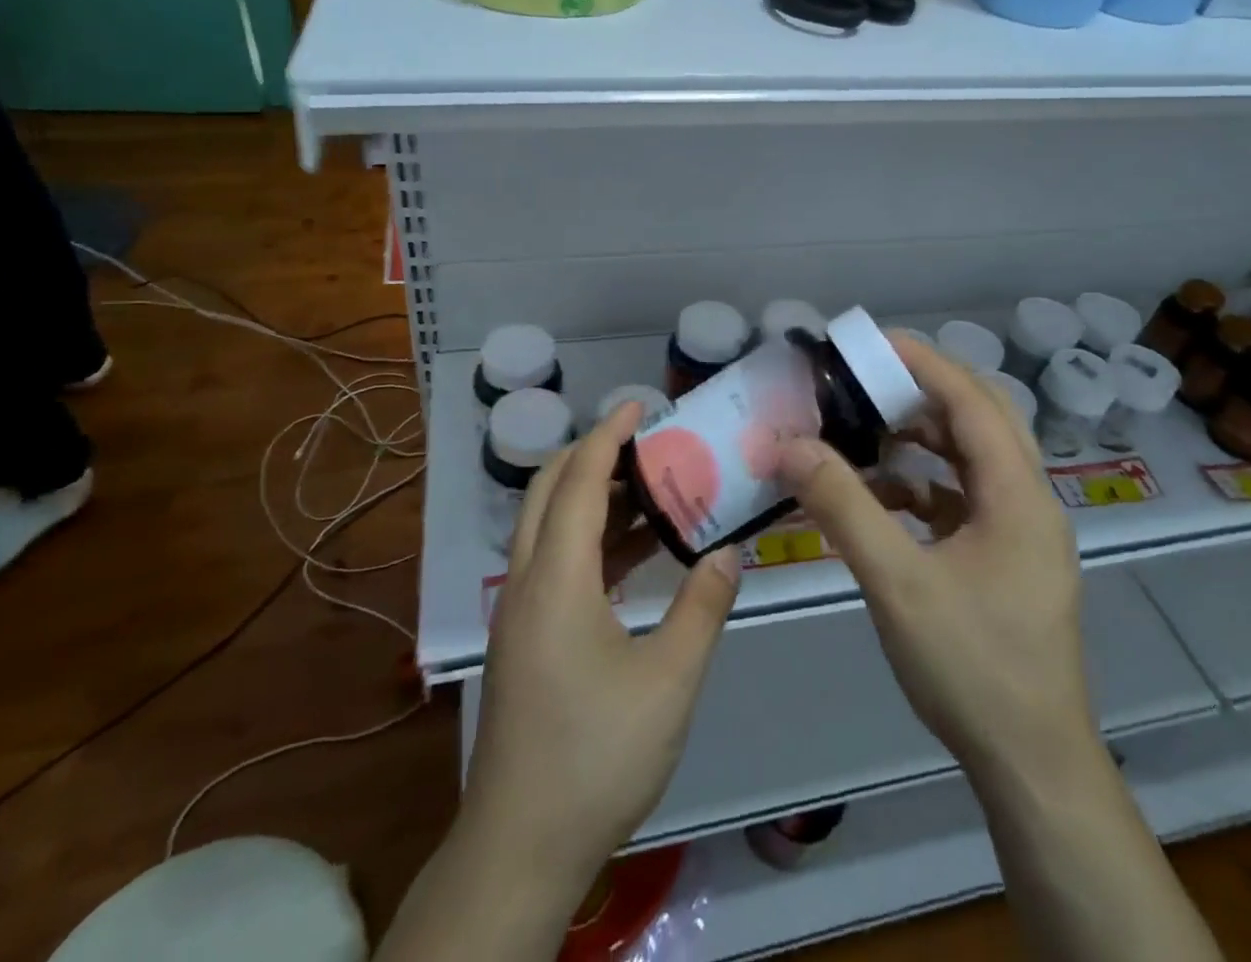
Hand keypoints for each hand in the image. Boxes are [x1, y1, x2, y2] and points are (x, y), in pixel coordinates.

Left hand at [462, 402, 741, 892]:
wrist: (520, 846)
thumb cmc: (596, 756)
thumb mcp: (668, 682)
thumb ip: (701, 608)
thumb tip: (729, 552)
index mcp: (556, 578)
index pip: (578, 480)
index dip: (608, 435)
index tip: (639, 405)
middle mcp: (528, 581)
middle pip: (548, 491)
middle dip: (591, 454)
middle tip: (644, 441)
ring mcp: (520, 611)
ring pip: (547, 527)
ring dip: (590, 497)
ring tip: (648, 487)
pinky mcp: (524, 638)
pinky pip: (553, 563)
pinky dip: (588, 540)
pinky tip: (632, 555)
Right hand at [776, 336, 1097, 782]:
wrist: (1032, 766)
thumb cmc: (972, 666)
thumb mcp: (897, 581)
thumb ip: (843, 506)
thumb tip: (790, 444)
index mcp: (1018, 494)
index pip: (972, 399)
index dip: (922, 362)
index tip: (868, 341)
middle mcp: (1028, 500)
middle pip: (978, 418)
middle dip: (919, 391)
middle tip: (861, 379)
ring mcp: (1020, 531)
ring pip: (970, 458)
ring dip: (919, 438)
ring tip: (862, 429)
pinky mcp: (1006, 558)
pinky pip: (962, 497)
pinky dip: (921, 484)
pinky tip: (878, 497)